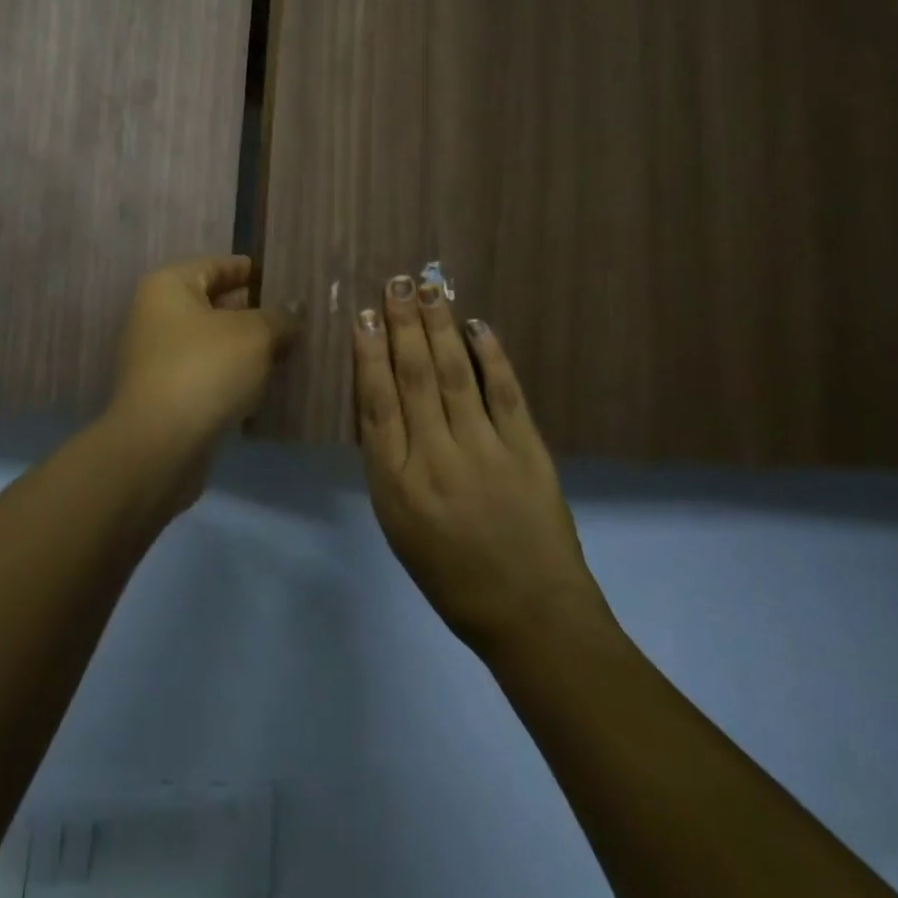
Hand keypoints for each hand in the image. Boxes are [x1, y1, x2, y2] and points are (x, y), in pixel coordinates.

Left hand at [107, 256, 301, 444]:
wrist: (160, 446)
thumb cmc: (205, 370)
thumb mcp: (254, 335)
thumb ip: (279, 317)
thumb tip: (292, 312)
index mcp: (169, 286)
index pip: (217, 265)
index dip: (252, 270)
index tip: (287, 278)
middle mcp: (157, 315)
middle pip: (214, 303)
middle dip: (254, 311)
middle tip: (297, 316)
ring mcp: (159, 357)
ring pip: (213, 341)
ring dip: (246, 346)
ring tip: (290, 348)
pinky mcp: (167, 394)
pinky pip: (208, 372)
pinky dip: (234, 374)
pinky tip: (264, 382)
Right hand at [354, 274, 609, 658]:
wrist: (530, 615)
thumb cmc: (451, 575)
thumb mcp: (399, 526)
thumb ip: (389, 462)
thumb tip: (384, 401)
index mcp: (396, 484)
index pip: (377, 404)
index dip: (370, 354)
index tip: (366, 316)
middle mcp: (436, 459)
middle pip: (415, 378)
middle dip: (403, 326)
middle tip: (396, 283)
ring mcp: (485, 452)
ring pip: (456, 374)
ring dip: (440, 327)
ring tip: (428, 289)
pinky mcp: (527, 451)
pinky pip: (505, 392)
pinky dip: (491, 355)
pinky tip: (477, 325)